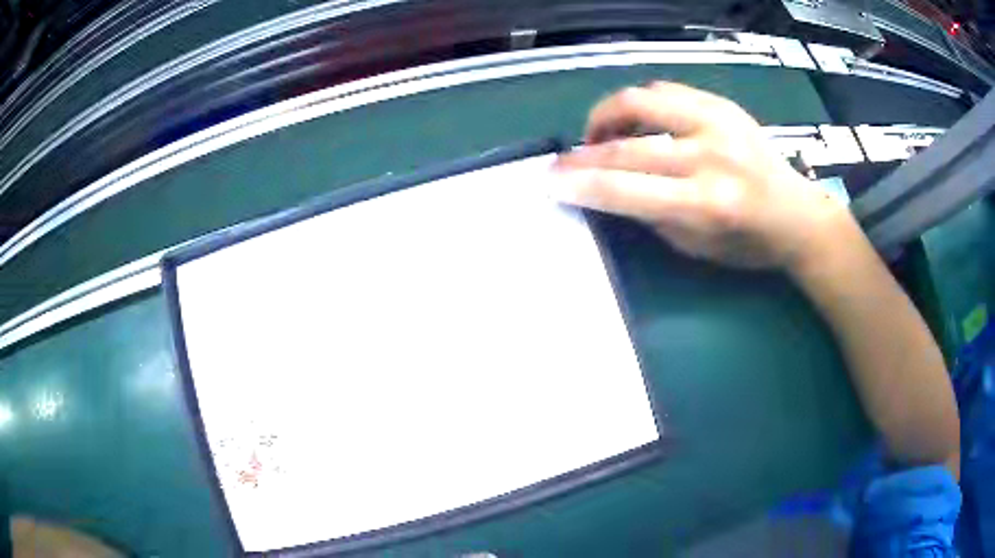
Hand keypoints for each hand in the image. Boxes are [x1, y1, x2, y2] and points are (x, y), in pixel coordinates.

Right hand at [553, 82, 853, 270]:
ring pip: (642, 101)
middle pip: (628, 146)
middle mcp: (712, 156)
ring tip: (600, 134)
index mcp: (707, 204)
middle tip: (564, 160)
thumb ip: (651, 215)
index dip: (582, 184)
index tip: (551, 181)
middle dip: (584, 154)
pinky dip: (640, 104)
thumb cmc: (748, 244)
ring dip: (608, 116)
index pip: (627, 189)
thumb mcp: (697, 247)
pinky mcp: (723, 105)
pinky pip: (666, 91)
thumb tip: (609, 189)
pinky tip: (635, 121)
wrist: (796, 214)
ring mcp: (720, 123)